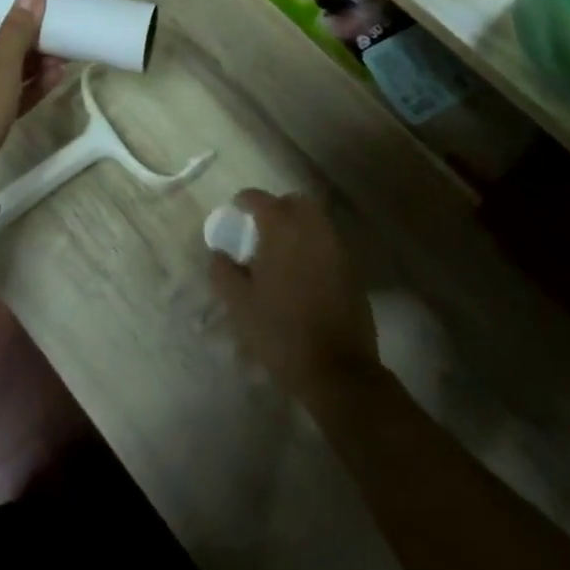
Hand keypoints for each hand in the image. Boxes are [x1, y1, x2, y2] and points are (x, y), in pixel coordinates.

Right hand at [209, 190, 378, 400]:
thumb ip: (223, 272)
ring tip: (281, 250)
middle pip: (294, 202)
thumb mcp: (240, 305)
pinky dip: (313, 245)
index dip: (244, 201)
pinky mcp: (352, 270)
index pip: (260, 199)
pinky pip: (328, 243)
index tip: (235, 212)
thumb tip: (218, 254)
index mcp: (282, 230)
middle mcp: (312, 230)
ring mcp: (336, 248)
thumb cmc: (281, 333)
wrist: (337, 371)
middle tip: (260, 228)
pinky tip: (302, 271)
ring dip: (297, 225)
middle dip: (276, 207)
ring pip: (315, 220)